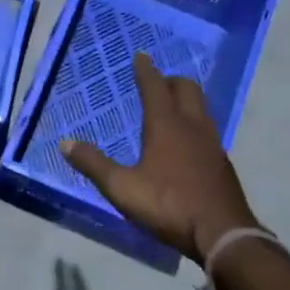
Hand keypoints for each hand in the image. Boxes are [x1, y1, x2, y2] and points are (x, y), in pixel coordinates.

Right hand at [62, 53, 258, 263]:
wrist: (223, 234)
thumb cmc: (168, 204)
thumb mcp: (122, 188)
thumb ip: (94, 164)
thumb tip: (66, 143)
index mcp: (166, 125)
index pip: (154, 87)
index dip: (146, 70)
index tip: (141, 55)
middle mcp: (192, 126)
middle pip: (186, 89)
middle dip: (170, 80)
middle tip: (156, 82)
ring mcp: (212, 144)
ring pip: (201, 109)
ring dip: (186, 101)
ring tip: (171, 107)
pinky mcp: (222, 163)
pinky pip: (207, 131)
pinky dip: (194, 124)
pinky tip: (186, 142)